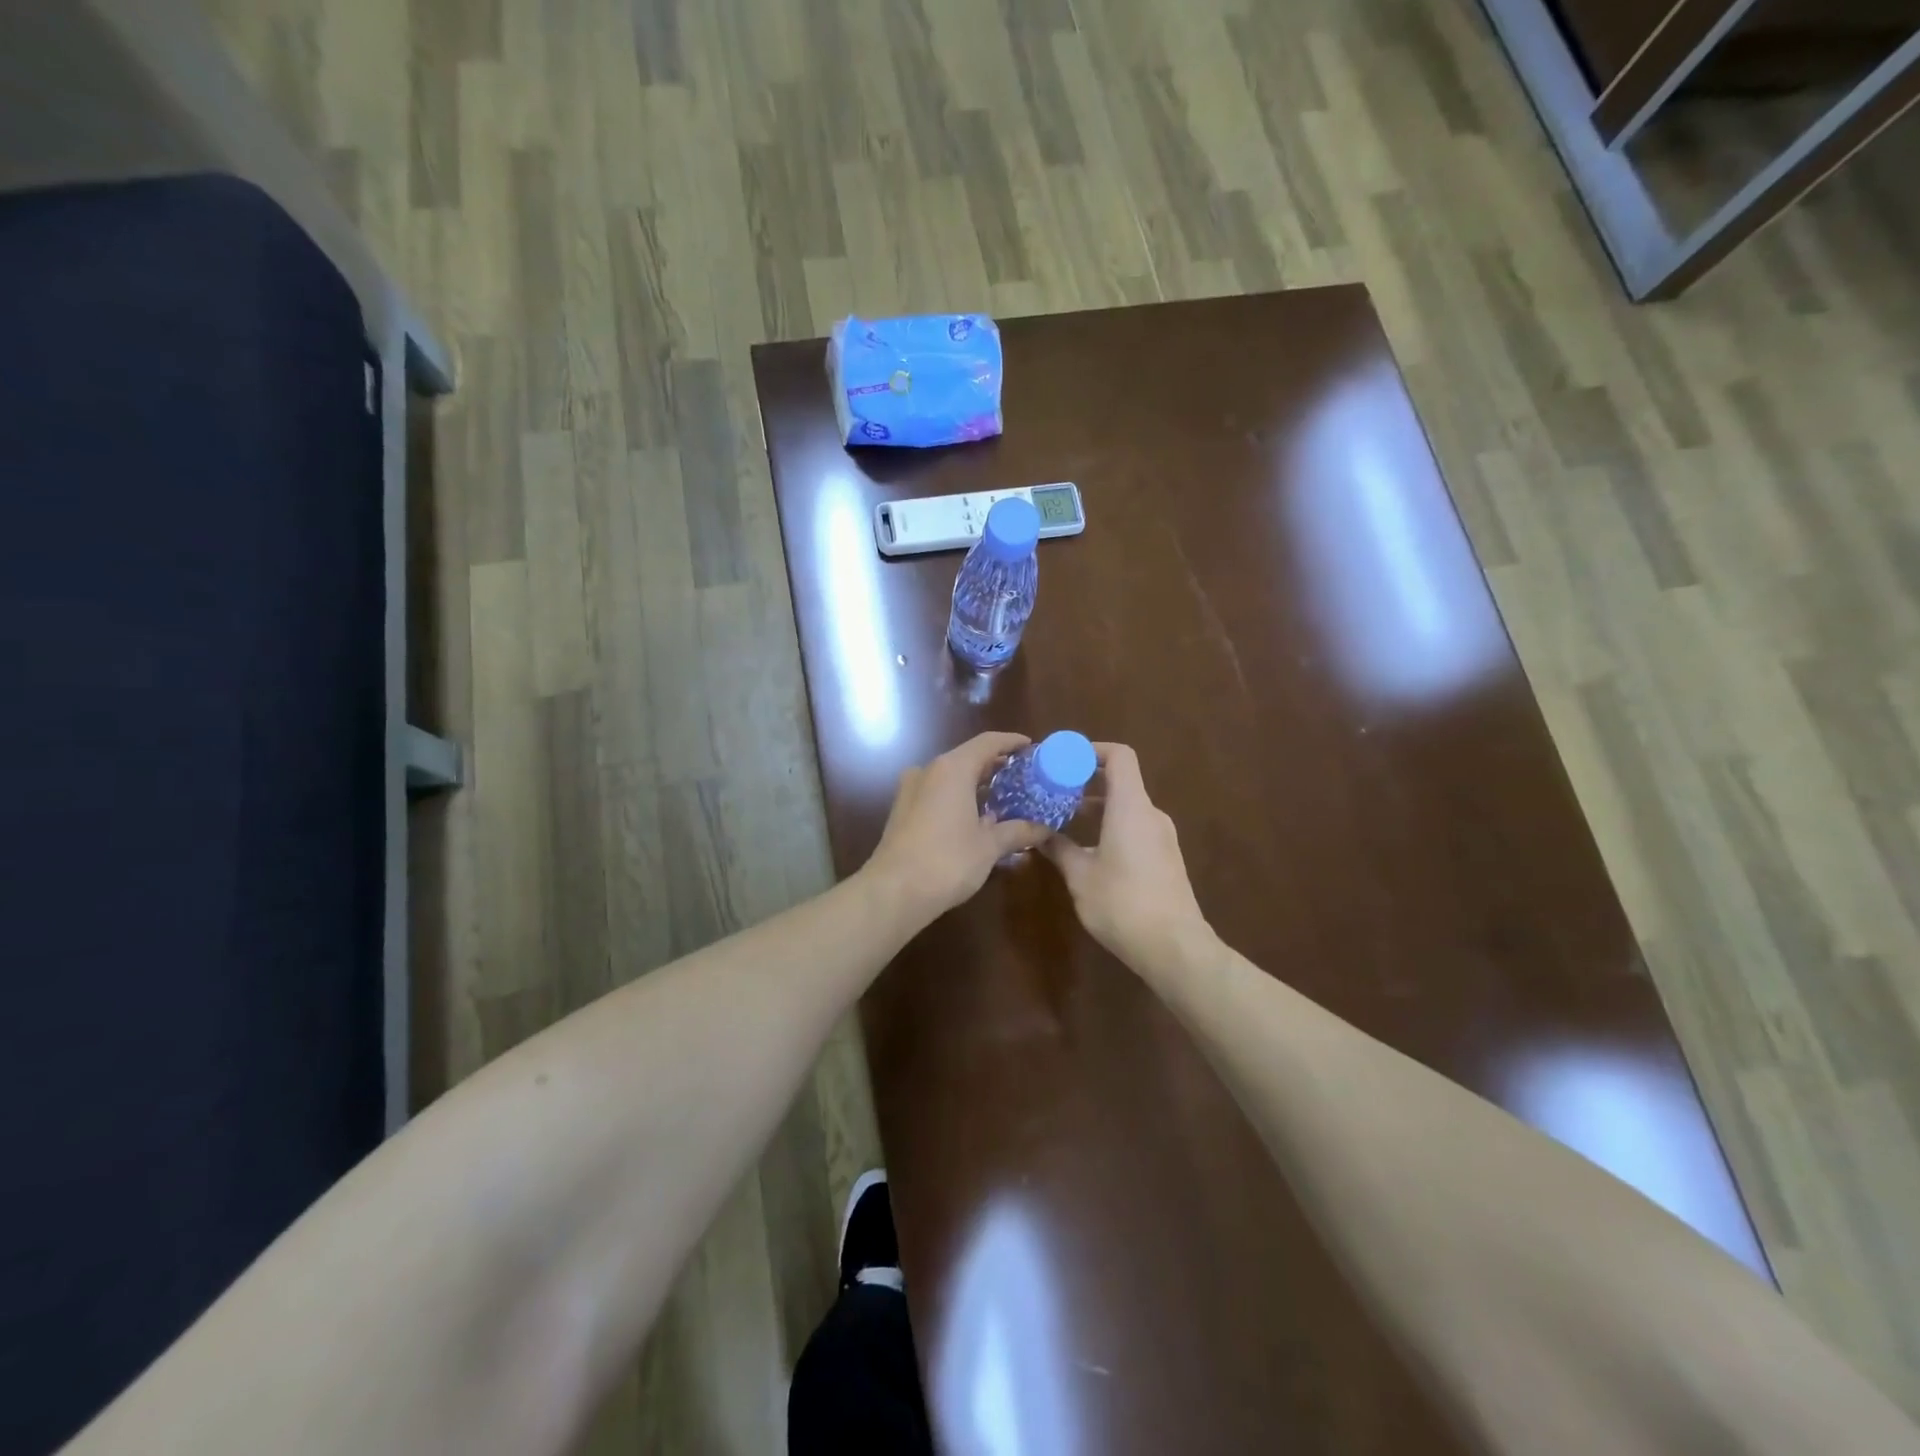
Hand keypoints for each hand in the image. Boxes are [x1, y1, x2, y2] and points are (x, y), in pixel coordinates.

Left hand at [864, 732, 1054, 923]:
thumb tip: (1044, 828)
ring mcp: (911, 791)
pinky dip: (960, 799)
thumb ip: (1018, 831)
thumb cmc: (947, 861)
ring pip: (952, 778)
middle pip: (968, 758)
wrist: (893, 892)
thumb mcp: (989, 846)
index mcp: (952, 769)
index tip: (1032, 748)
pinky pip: (938, 795)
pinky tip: (977, 819)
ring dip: (978, 786)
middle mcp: (929, 771)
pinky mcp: (903, 812)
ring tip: (1006, 800)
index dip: (1012, 742)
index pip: (987, 743)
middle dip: (997, 767)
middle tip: (1025, 778)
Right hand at [1042, 743, 1212, 972]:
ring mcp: (1162, 837)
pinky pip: (1136, 827)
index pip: (1119, 756)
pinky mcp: (1166, 858)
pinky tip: (1089, 849)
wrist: (1174, 947)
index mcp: (1131, 807)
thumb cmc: (1122, 903)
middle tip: (1053, 791)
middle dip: (1086, 781)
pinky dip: (1111, 825)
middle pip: (1121, 780)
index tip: (1063, 761)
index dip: (1092, 750)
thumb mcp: (1080, 876)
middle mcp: (1151, 814)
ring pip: (1127, 806)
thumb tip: (1037, 834)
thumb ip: (1058, 848)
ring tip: (1064, 820)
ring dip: (1097, 806)